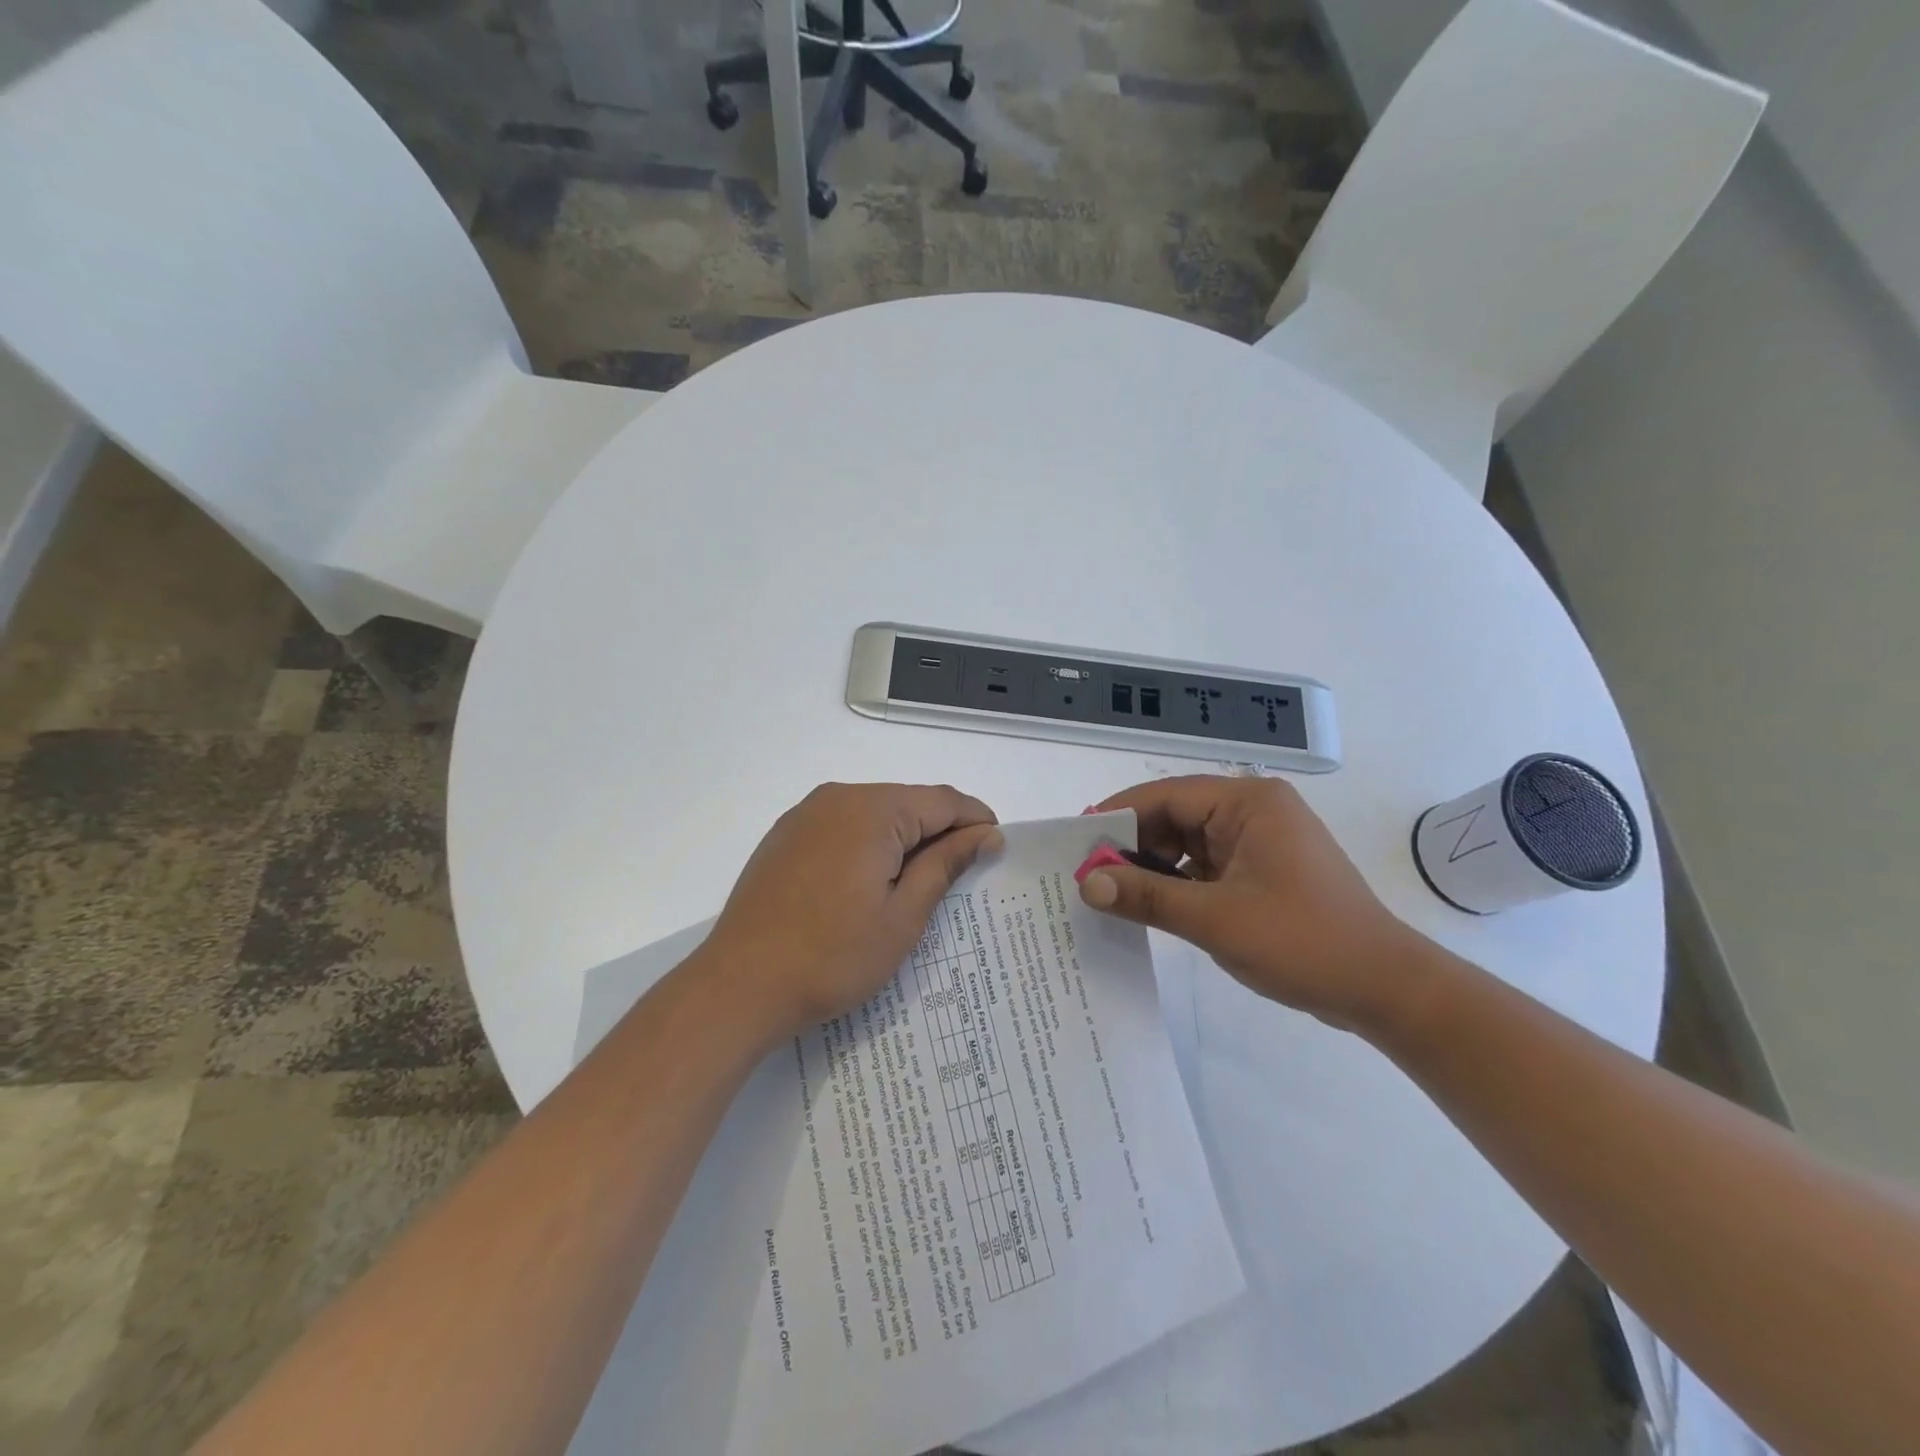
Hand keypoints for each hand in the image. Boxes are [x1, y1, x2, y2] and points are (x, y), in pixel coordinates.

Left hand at [700, 783, 1001, 1040]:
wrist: (739, 986)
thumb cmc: (832, 956)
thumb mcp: (903, 915)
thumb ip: (946, 865)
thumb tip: (986, 833)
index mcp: (872, 809)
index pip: (942, 801)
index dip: (976, 820)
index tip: (997, 847)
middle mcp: (838, 797)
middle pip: (908, 802)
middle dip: (940, 832)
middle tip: (961, 875)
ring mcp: (805, 815)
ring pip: (875, 814)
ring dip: (904, 840)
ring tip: (918, 885)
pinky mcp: (785, 836)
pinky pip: (843, 827)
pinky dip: (868, 845)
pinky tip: (870, 883)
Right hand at [1078, 776, 1430, 1032]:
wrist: (1384, 989)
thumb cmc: (1302, 942)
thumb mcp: (1214, 918)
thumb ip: (1146, 896)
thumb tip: (1087, 882)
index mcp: (1248, 803)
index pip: (1166, 797)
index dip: (1118, 817)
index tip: (1076, 842)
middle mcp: (1253, 811)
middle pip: (1174, 818)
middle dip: (1132, 846)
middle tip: (1087, 875)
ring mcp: (1259, 842)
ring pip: (1187, 844)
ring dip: (1152, 867)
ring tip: (1109, 892)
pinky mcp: (1262, 871)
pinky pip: (1205, 866)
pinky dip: (1176, 883)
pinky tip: (1148, 905)